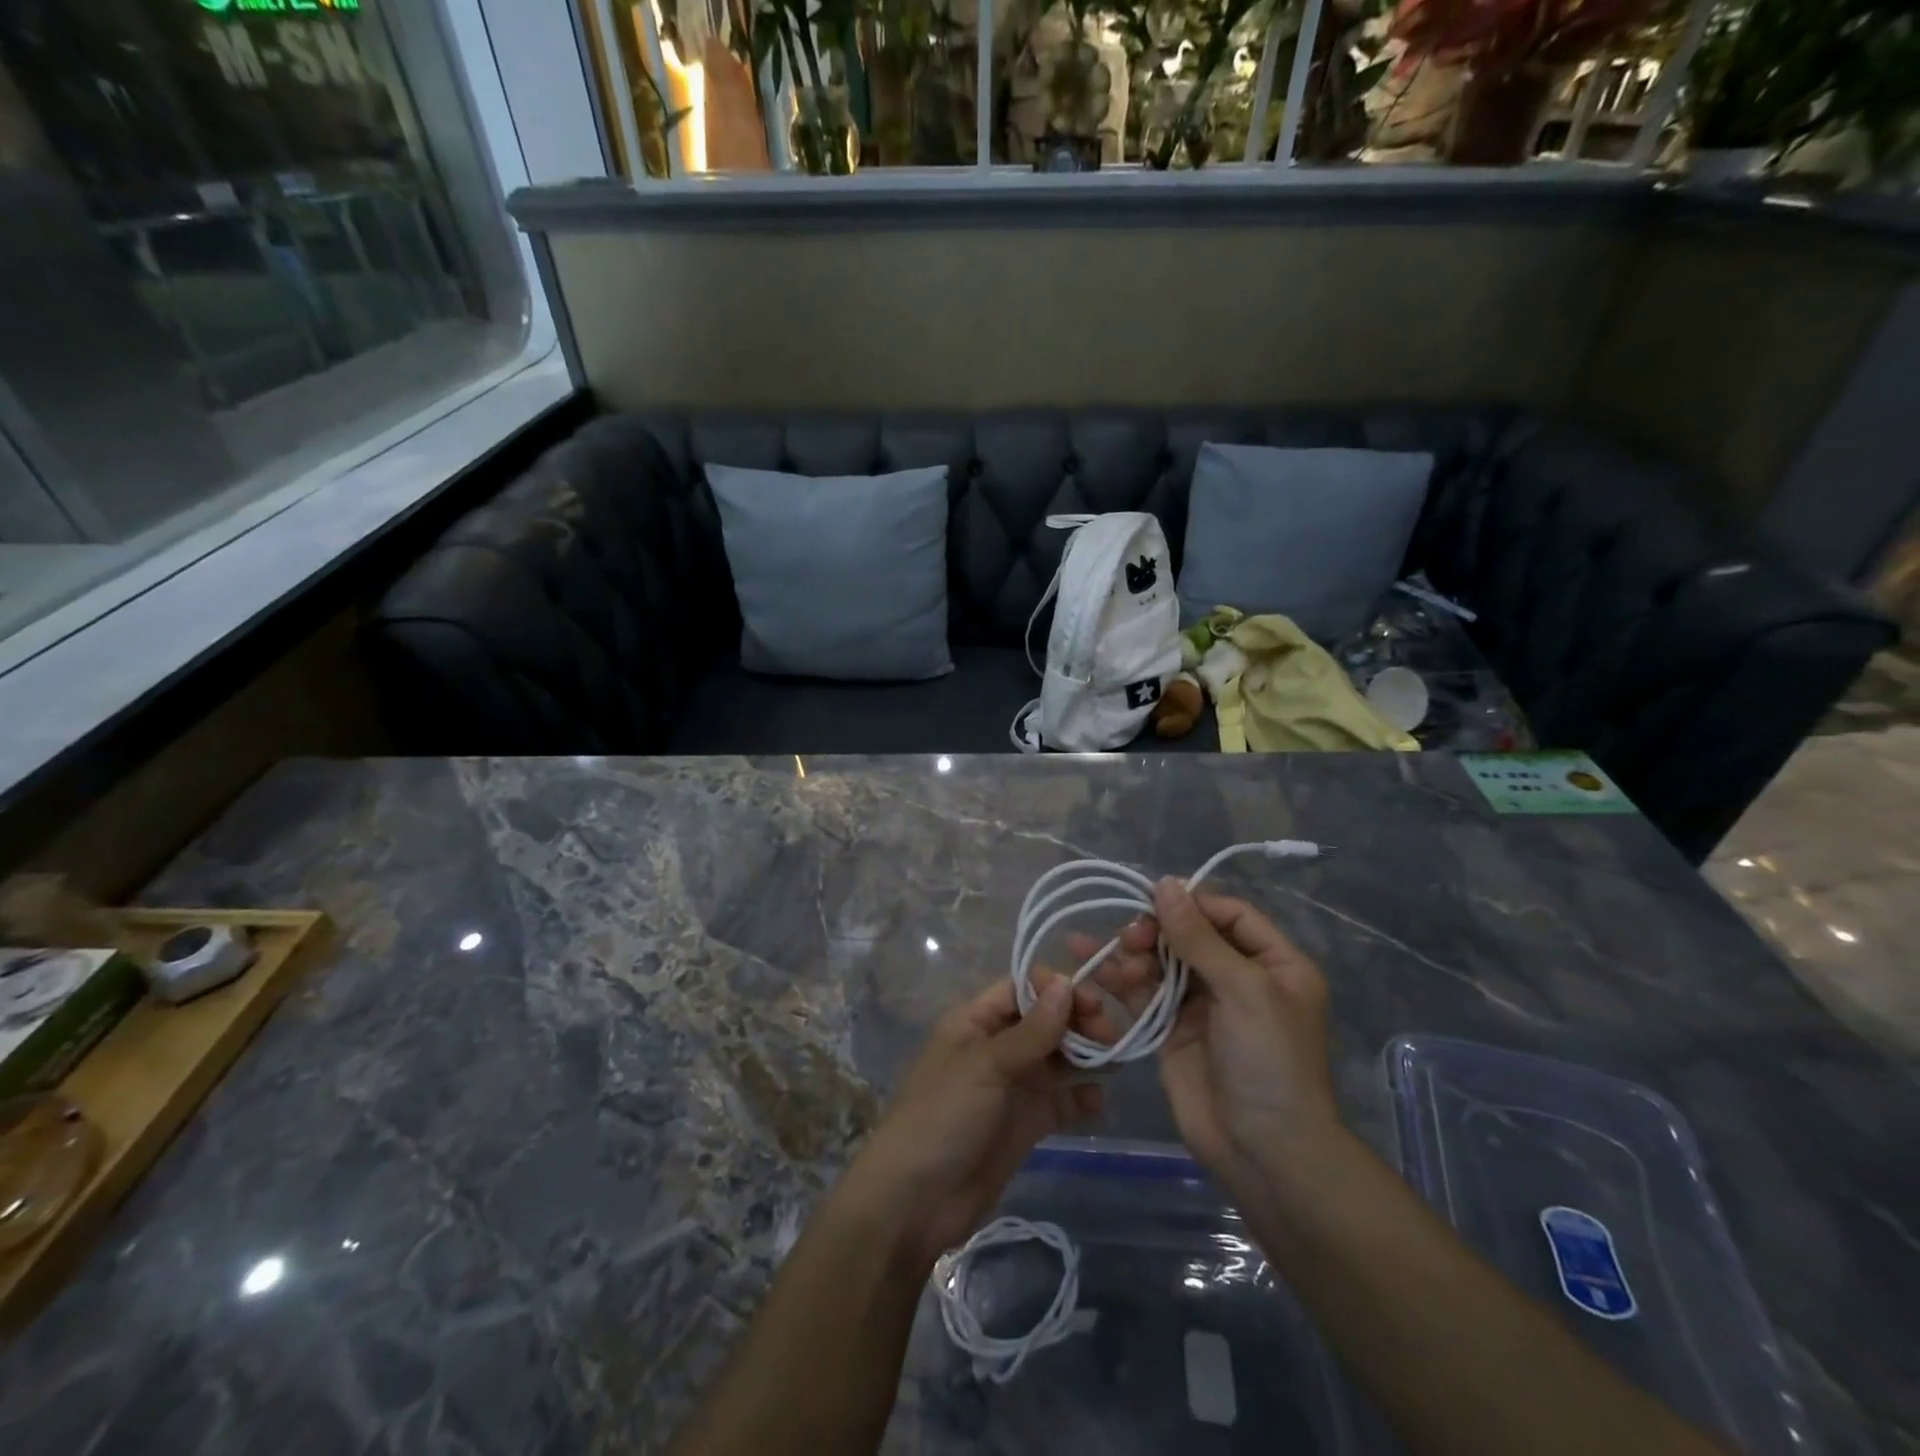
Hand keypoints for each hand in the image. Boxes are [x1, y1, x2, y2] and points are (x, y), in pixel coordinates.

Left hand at [846, 975, 1111, 1269]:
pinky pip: (1060, 1100)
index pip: (1021, 989)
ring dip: (1084, 1055)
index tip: (1093, 1000)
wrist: (915, 1201)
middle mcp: (996, 1046)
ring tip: (1115, 1060)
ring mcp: (1012, 1086)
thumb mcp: (985, 1066)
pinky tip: (1098, 1099)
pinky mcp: (1025, 1123)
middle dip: (1077, 1021)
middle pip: (1044, 1021)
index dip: (1056, 989)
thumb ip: (1031, 1031)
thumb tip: (1067, 984)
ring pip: (1056, 1058)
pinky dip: (1081, 1097)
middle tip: (1110, 1034)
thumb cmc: (943, 1116)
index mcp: (975, 1021)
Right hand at [1080, 880, 1340, 1199]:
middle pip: (1189, 935)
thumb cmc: (1268, 1061)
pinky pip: (1143, 994)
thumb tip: (1165, 883)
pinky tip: (1092, 969)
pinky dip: (1120, 981)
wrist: (1264, 1152)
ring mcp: (1203, 1005)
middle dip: (1156, 930)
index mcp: (1274, 963)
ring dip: (1133, 954)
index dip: (1192, 903)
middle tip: (1129, 936)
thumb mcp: (1244, 991)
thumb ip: (1199, 938)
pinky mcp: (1171, 1030)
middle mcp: (1238, 978)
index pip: (1229, 915)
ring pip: (1161, 962)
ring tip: (1107, 955)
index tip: (1152, 898)